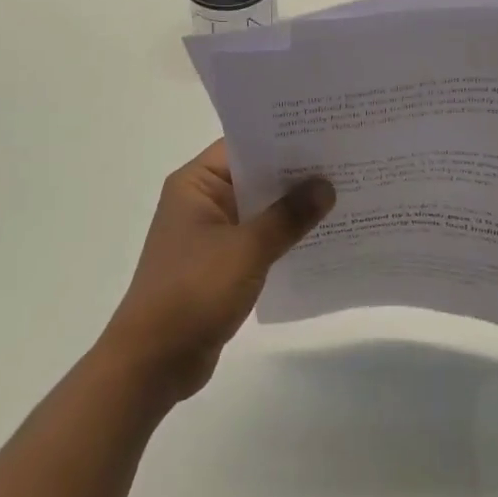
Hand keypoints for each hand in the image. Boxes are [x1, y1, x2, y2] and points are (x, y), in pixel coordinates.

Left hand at [98, 141, 334, 406]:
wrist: (152, 363)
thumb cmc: (193, 292)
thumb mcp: (247, 249)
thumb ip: (288, 216)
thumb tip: (326, 185)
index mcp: (196, 184)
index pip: (244, 145)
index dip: (283, 138)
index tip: (325, 133)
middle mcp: (201, 201)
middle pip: (255, 176)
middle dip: (295, 174)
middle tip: (344, 161)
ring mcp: (210, 234)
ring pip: (259, 209)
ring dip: (292, 208)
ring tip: (343, 195)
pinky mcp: (219, 264)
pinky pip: (258, 239)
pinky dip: (283, 237)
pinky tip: (321, 237)